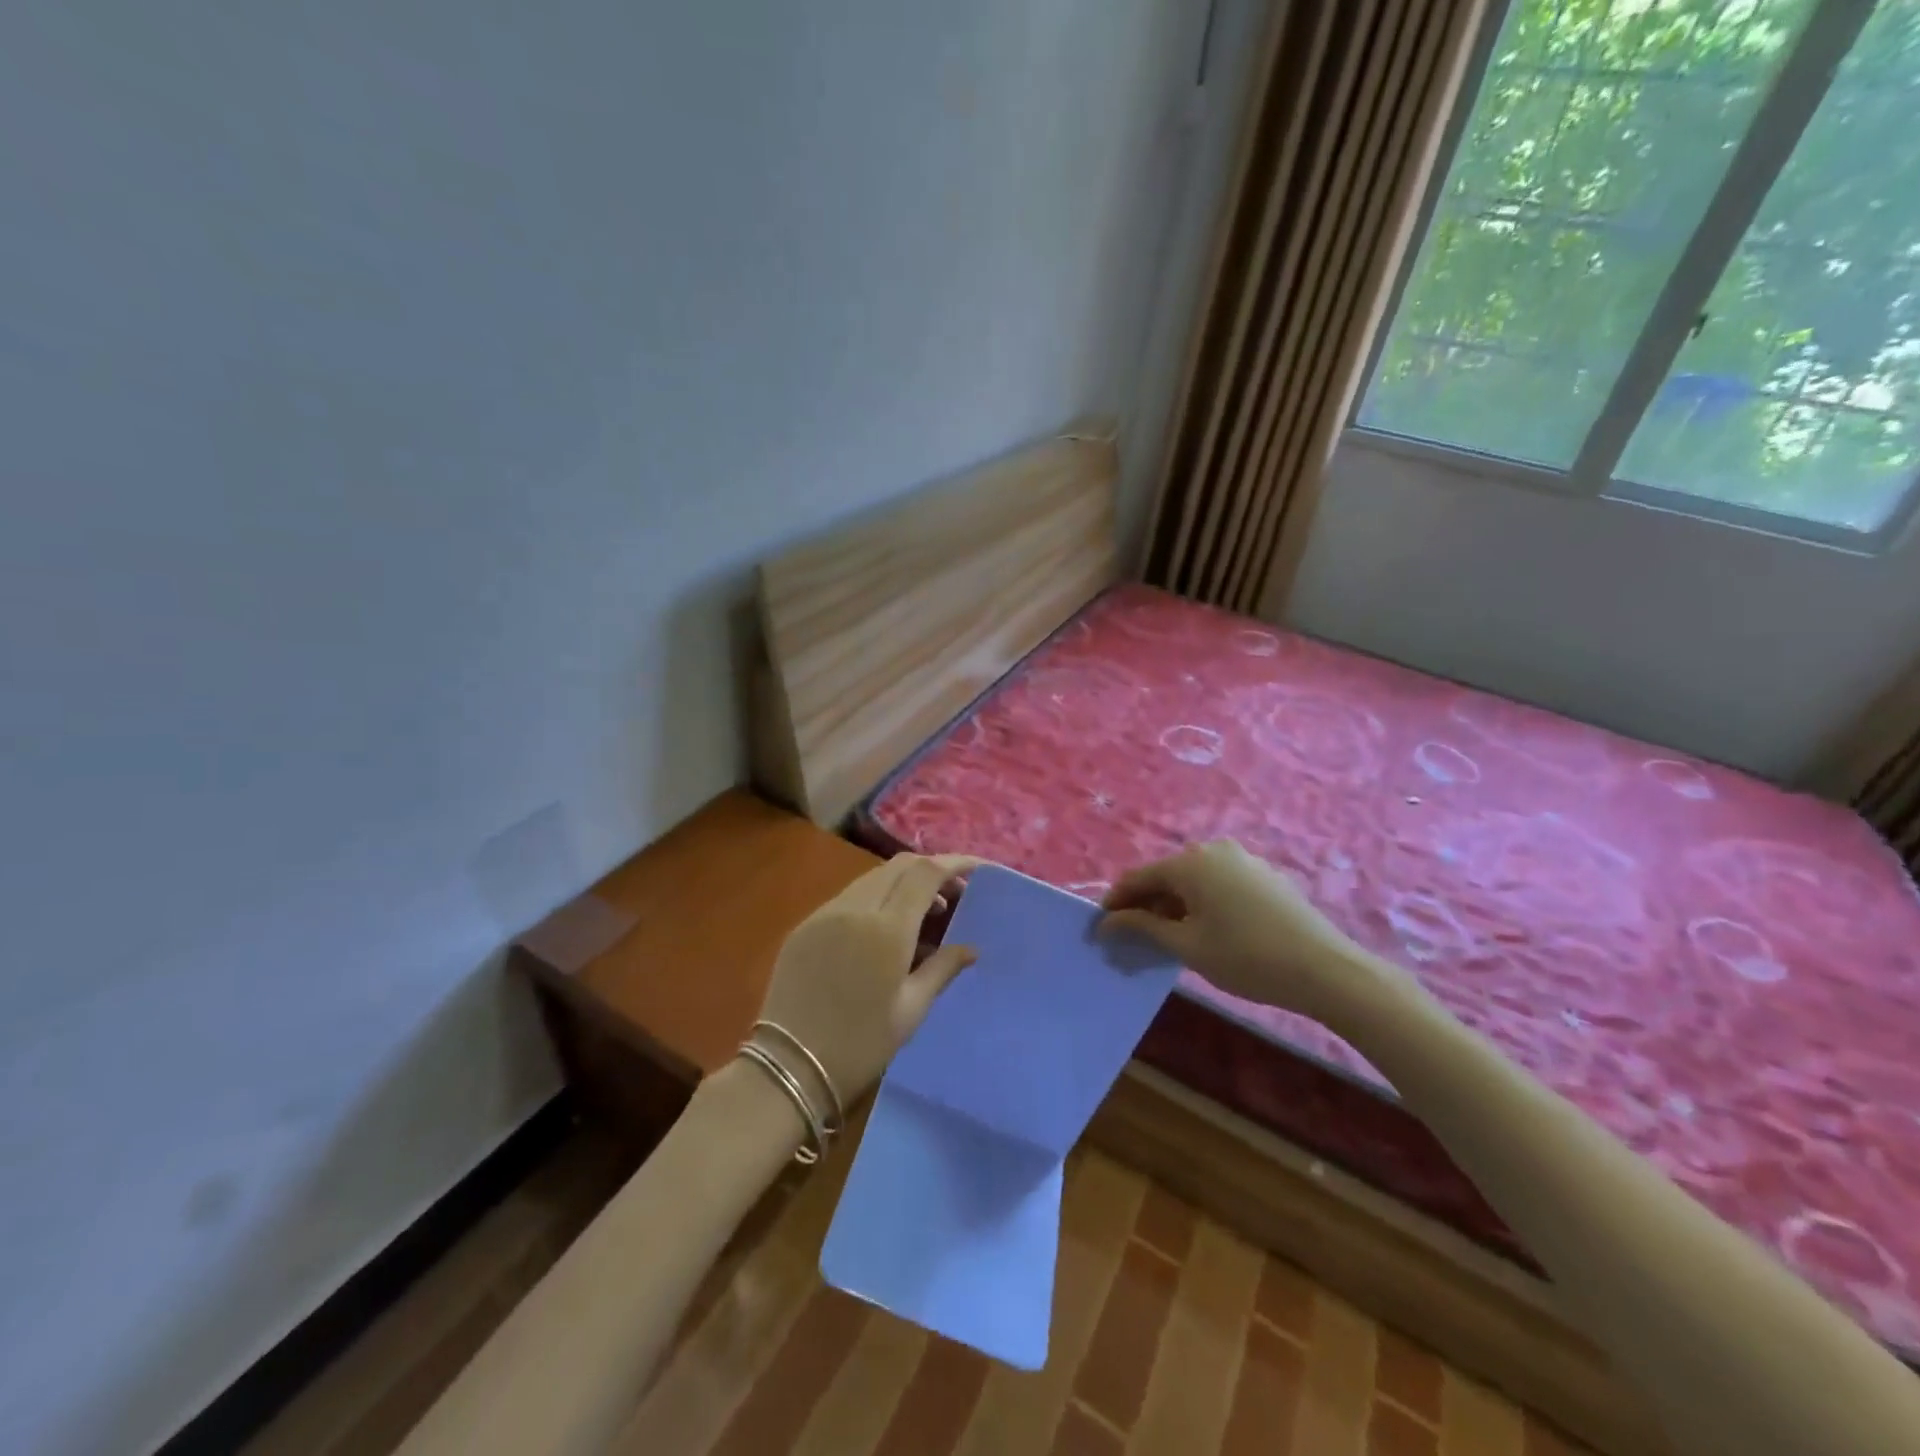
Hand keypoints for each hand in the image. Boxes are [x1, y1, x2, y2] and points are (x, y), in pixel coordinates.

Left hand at [755, 853, 978, 1110]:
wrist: (788, 1067)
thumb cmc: (860, 1045)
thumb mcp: (911, 1010)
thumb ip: (942, 969)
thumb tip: (970, 949)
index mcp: (887, 929)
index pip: (925, 873)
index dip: (954, 863)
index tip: (977, 869)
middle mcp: (855, 909)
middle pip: (899, 866)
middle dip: (931, 870)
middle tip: (954, 895)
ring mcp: (825, 913)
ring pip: (873, 878)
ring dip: (904, 883)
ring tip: (926, 914)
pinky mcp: (805, 925)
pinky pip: (849, 896)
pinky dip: (877, 898)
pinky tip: (885, 927)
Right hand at [1101, 840, 1408, 1030]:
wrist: (1326, 969)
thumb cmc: (1246, 957)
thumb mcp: (1187, 946)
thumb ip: (1143, 927)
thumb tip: (1106, 922)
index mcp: (1190, 862)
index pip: (1139, 878)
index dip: (1116, 902)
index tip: (1101, 928)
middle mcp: (1214, 850)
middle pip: (1166, 876)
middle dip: (1145, 905)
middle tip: (1132, 938)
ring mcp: (1243, 860)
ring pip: (1193, 881)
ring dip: (1174, 906)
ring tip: (1166, 938)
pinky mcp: (1264, 875)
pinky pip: (1218, 884)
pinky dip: (1201, 903)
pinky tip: (1204, 931)